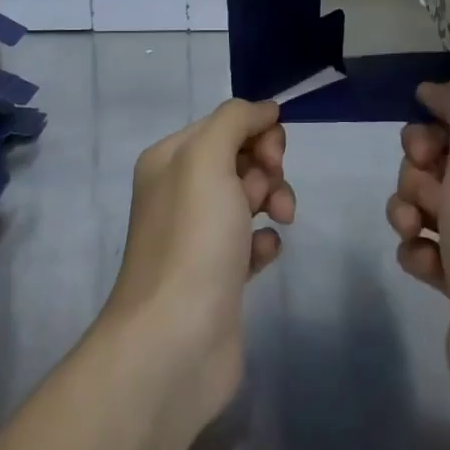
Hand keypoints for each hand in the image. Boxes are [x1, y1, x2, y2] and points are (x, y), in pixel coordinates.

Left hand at [99, 99, 293, 419]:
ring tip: (278, 222)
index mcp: (170, 159)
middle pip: (239, 157)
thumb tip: (265, 108)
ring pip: (249, 197)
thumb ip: (235, 120)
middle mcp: (180, 192)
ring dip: (273, 200)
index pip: (225, 124)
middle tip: (271, 195)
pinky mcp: (218, 275)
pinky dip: (264, 241)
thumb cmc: (192, 239)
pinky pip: (251, 240)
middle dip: (267, 168)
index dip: (257, 133)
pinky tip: (264, 255)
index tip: (272, 158)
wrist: (175, 341)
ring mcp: (198, 235)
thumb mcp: (207, 159)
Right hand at [386, 81, 449, 420]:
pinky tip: (427, 267)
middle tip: (429, 197)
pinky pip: (421, 248)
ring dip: (408, 213)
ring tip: (419, 233)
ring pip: (419, 206)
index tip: (424, 150)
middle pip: (430, 165)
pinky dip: (417, 253)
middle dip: (414, 177)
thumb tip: (432, 88)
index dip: (428, 135)